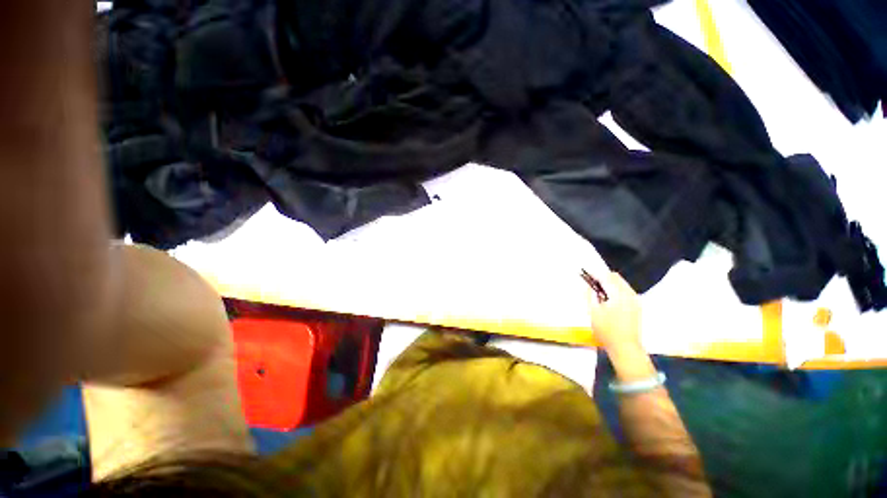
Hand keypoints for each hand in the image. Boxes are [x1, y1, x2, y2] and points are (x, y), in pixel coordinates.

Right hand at [588, 272, 642, 354]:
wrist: (625, 347)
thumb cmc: (606, 330)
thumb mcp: (593, 311)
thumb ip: (590, 295)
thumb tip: (588, 285)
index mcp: (618, 295)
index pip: (605, 277)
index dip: (594, 273)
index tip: (585, 271)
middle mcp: (629, 294)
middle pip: (616, 277)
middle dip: (602, 276)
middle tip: (590, 280)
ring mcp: (635, 300)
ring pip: (621, 283)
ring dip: (609, 282)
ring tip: (598, 289)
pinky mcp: (637, 306)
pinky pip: (625, 290)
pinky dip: (616, 289)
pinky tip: (608, 297)